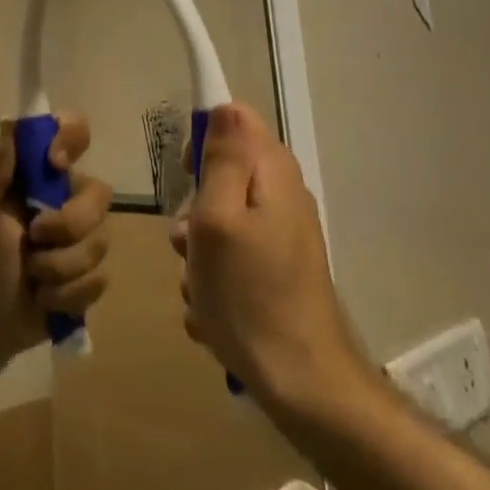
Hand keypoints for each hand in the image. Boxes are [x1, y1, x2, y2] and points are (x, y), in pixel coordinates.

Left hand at [0, 116, 111, 361]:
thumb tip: (9, 122)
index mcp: (39, 174)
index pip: (73, 131)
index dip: (72, 137)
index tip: (54, 163)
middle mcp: (68, 197)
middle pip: (99, 192)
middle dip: (68, 222)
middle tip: (34, 237)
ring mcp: (85, 237)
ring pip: (100, 241)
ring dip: (59, 266)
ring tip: (33, 277)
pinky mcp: (93, 276)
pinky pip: (99, 279)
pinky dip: (66, 294)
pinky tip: (44, 298)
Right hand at [170, 104, 358, 409]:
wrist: (302, 383)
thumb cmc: (249, 295)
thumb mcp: (218, 219)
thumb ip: (222, 159)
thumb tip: (224, 106)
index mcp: (272, 173)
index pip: (235, 118)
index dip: (203, 137)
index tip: (187, 176)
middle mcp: (283, 195)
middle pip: (224, 172)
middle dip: (195, 205)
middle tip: (188, 241)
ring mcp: (283, 234)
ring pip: (222, 218)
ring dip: (199, 249)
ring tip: (199, 285)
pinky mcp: (279, 268)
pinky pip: (234, 255)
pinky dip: (216, 276)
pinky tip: (213, 311)